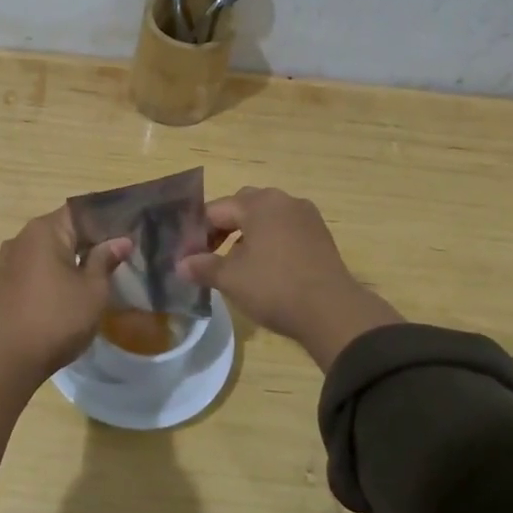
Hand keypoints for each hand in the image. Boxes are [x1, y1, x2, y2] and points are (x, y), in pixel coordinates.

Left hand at [0, 206, 132, 381]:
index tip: (127, 229)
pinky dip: (56, 269)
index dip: (106, 219)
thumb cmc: (59, 317)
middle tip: (121, 251)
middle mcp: (23, 236)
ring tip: (101, 269)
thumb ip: (106, 259)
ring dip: (73, 256)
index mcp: (44, 230)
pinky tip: (74, 285)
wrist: (13, 357)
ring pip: (50, 248)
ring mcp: (11, 258)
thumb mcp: (93, 289)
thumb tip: (121, 240)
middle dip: (91, 239)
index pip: (81, 211)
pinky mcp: (7, 280)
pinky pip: (38, 264)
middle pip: (64, 228)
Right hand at [177, 187, 402, 371]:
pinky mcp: (320, 235)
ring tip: (237, 263)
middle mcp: (283, 200)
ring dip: (248, 235)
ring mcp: (306, 216)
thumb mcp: (230, 279)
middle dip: (224, 227)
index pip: (216, 209)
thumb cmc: (274, 287)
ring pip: (267, 218)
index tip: (188, 254)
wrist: (332, 311)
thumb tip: (180, 264)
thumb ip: (202, 266)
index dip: (198, 231)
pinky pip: (286, 230)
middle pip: (243, 206)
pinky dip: (270, 242)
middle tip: (210, 253)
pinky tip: (266, 268)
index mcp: (258, 203)